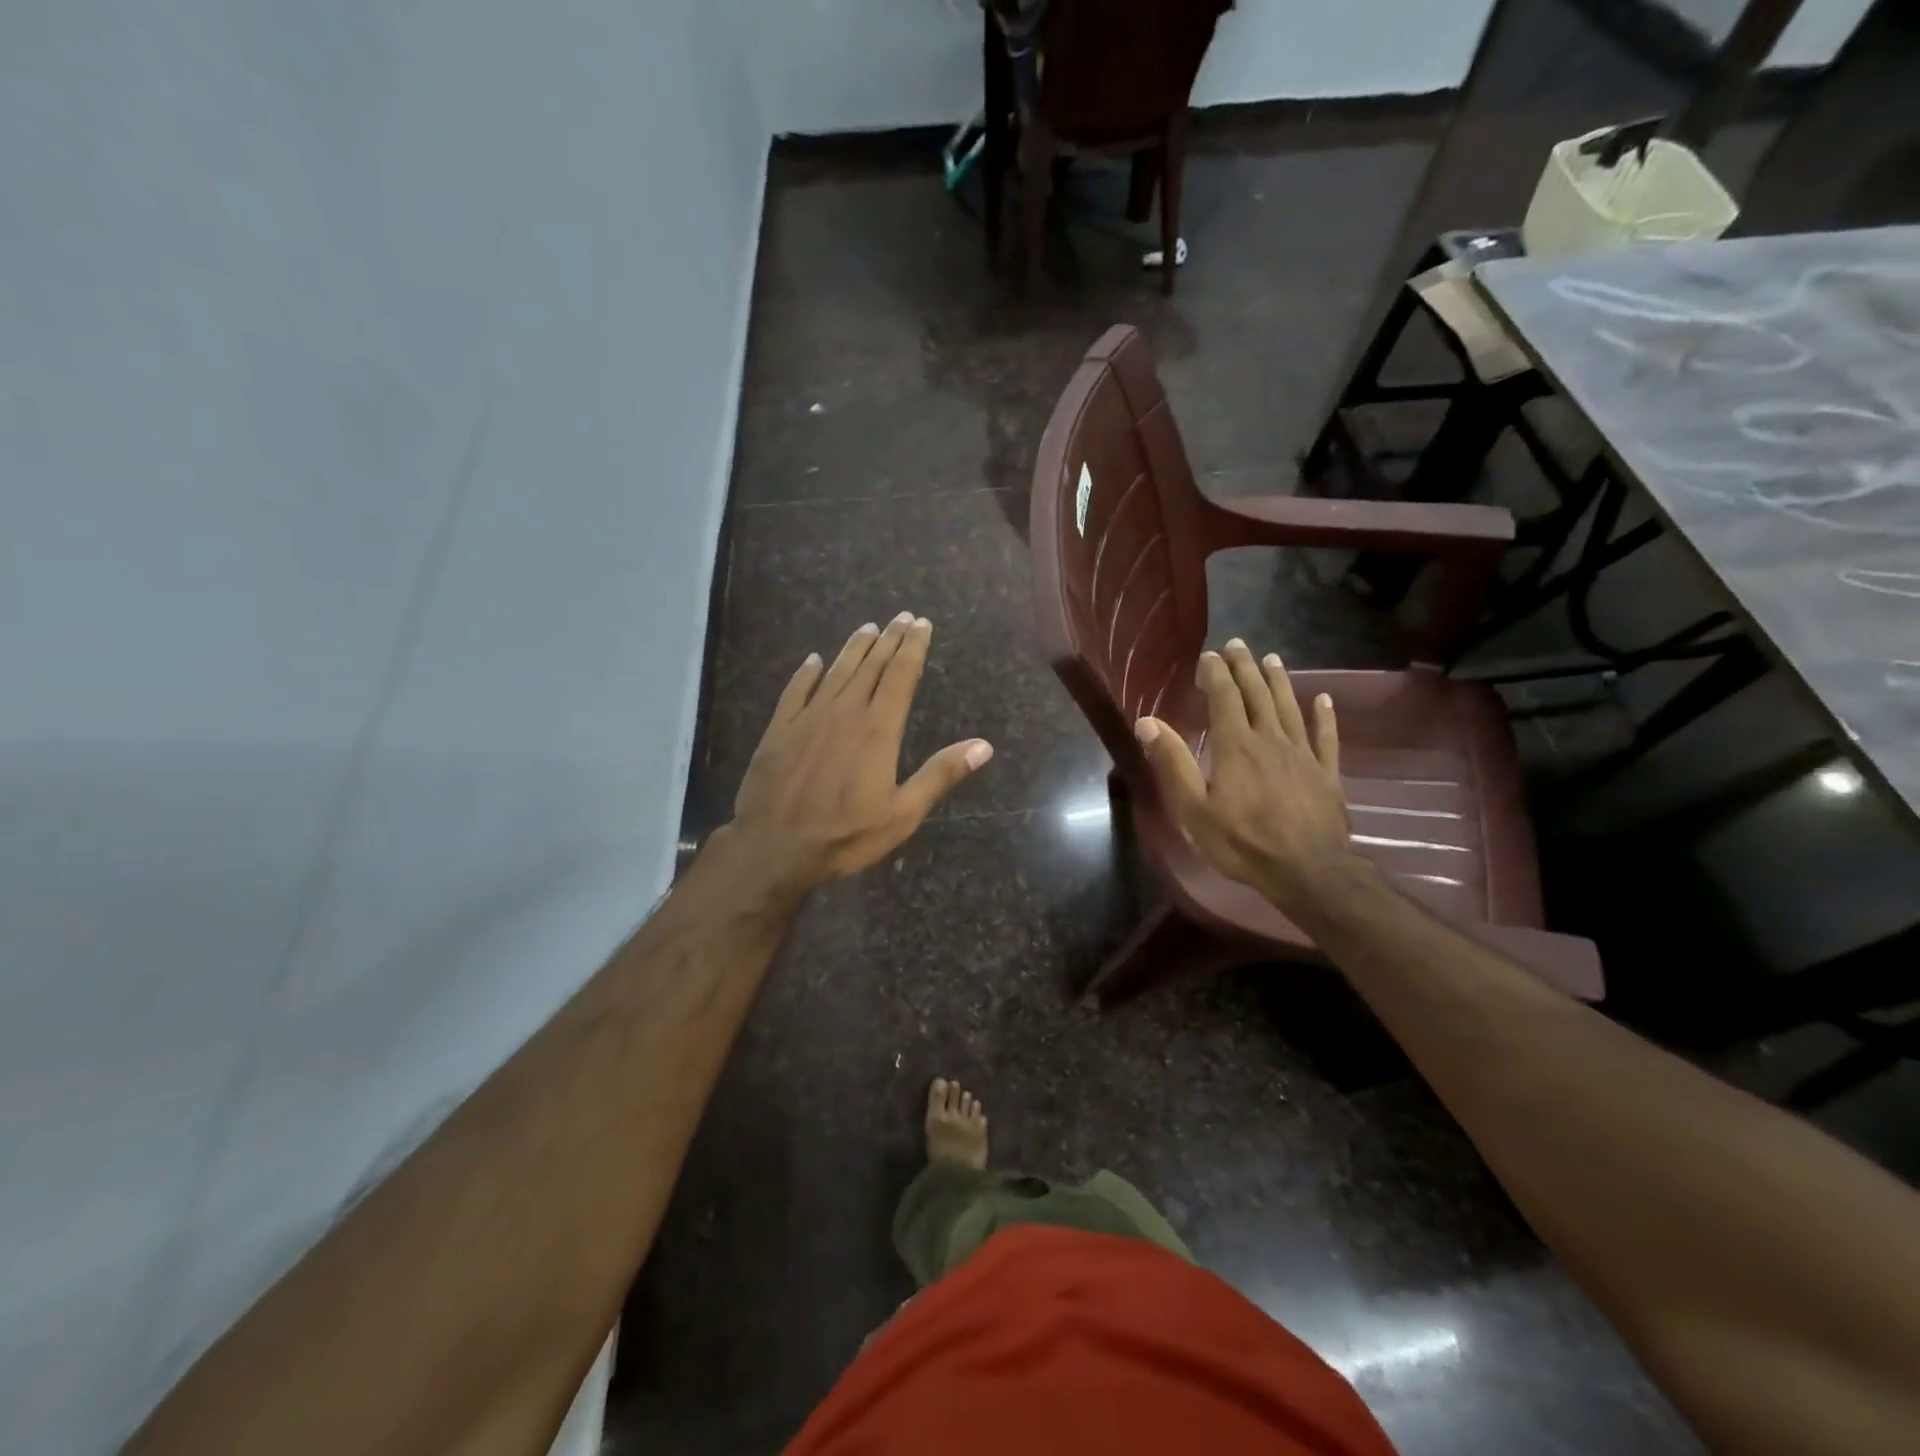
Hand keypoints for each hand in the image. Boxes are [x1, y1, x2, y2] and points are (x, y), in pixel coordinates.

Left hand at [726, 613, 992, 893]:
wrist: (774, 847)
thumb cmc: (845, 835)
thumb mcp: (903, 814)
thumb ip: (940, 775)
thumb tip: (983, 746)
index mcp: (878, 730)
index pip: (901, 676)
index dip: (913, 648)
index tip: (922, 625)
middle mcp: (844, 712)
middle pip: (871, 666)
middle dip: (889, 639)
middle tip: (902, 617)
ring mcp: (808, 718)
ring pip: (836, 672)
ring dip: (854, 648)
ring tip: (868, 628)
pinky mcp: (779, 729)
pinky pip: (796, 691)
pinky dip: (807, 673)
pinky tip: (813, 660)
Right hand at [1134, 639, 1359, 915]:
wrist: (1307, 871)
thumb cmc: (1242, 842)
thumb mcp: (1193, 808)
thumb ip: (1172, 762)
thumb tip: (1147, 722)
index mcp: (1235, 746)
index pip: (1224, 698)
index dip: (1216, 673)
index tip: (1208, 655)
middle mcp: (1270, 739)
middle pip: (1257, 694)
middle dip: (1245, 667)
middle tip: (1238, 645)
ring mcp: (1302, 754)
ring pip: (1290, 708)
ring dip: (1280, 681)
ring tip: (1272, 659)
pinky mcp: (1327, 773)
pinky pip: (1326, 737)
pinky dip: (1325, 716)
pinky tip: (1324, 700)